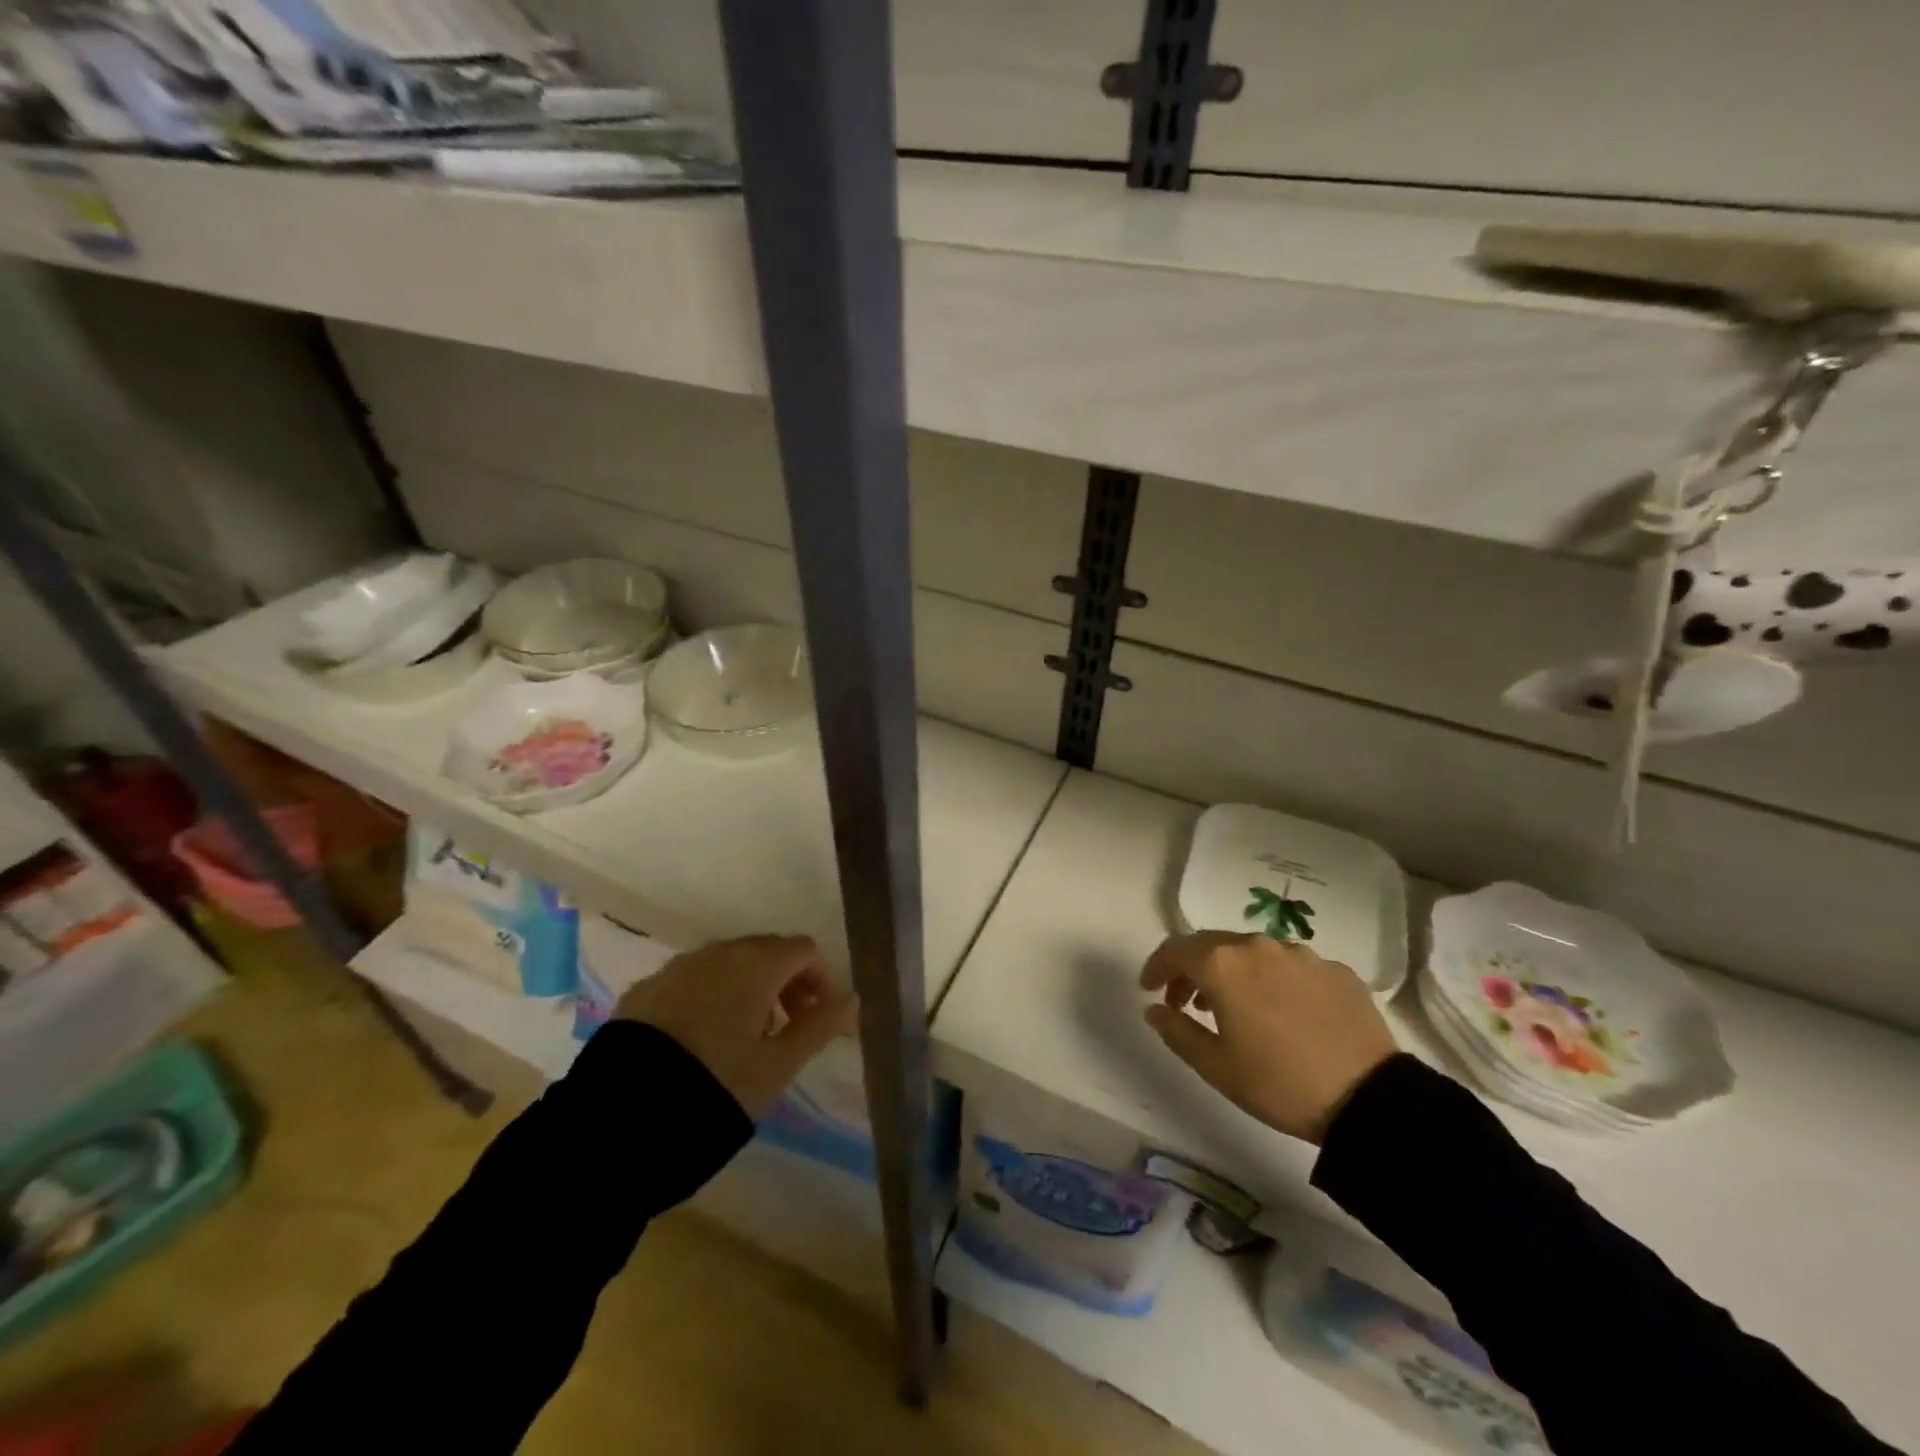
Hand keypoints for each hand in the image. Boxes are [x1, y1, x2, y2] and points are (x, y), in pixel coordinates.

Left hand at [615, 935, 858, 1118]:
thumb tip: (852, 999)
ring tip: (745, 1036)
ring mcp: (676, 968)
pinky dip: (709, 996)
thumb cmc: (717, 1086)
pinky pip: (691, 980)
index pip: (803, 951)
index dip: (821, 979)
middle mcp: (717, 953)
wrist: (622, 1117)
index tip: (821, 1018)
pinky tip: (700, 1038)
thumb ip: (820, 1026)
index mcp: (755, 964)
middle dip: (786, 982)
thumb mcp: (779, 1065)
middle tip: (788, 1027)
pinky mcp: (644, 989)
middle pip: (766, 950)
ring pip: (727, 963)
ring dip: (748, 987)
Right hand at [1140, 931, 1396, 1144]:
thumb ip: (1177, 1031)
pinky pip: (1290, 966)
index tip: (1149, 988)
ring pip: (1252, 952)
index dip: (1156, 967)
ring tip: (1233, 1007)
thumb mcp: (1215, 1066)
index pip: (1175, 950)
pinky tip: (1281, 1011)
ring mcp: (1300, 954)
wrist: (1369, 1098)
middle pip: (1212, 945)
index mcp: (1223, 964)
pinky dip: (1272, 980)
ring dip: (1232, 972)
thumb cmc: (1279, 1083)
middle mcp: (1258, 946)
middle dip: (1192, 968)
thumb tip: (1155, 1009)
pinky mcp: (1334, 969)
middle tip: (1185, 1001)